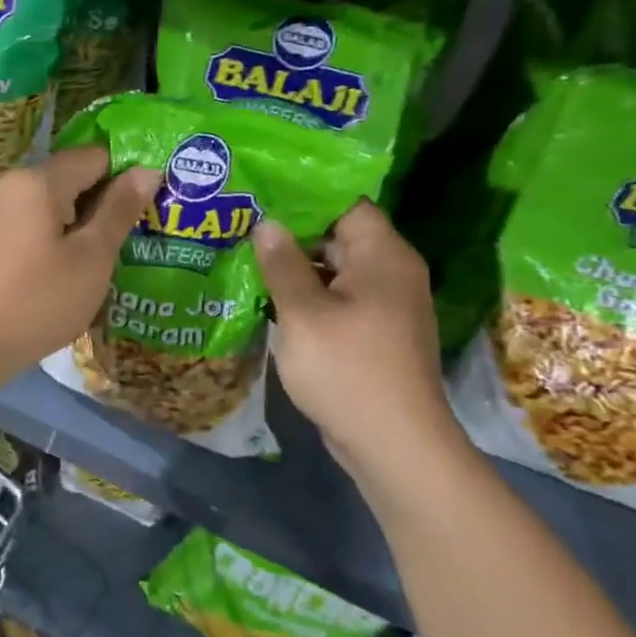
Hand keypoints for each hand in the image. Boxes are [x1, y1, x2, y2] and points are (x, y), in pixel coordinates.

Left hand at [0, 147, 160, 381]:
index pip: (94, 156)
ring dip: (80, 223)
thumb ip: (120, 209)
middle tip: (131, 238)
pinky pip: (31, 222)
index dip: (126, 176)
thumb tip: (147, 169)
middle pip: (70, 177)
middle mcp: (10, 185)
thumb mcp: (92, 257)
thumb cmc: (39, 299)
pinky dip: (54, 237)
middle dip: (103, 202)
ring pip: (51, 203)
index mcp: (37, 180)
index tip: (146, 209)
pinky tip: (66, 270)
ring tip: (103, 258)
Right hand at [255, 201, 462, 476]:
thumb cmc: (347, 369)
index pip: (346, 204)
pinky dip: (306, 295)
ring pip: (334, 270)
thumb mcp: (303, 313)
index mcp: (383, 256)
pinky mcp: (373, 334)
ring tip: (244, 256)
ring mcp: (384, 306)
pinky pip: (337, 299)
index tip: (261, 191)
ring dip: (295, 266)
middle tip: (242, 224)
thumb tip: (266, 223)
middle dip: (291, 232)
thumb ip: (282, 264)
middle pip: (339, 236)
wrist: (393, 444)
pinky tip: (267, 297)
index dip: (304, 195)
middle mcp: (390, 273)